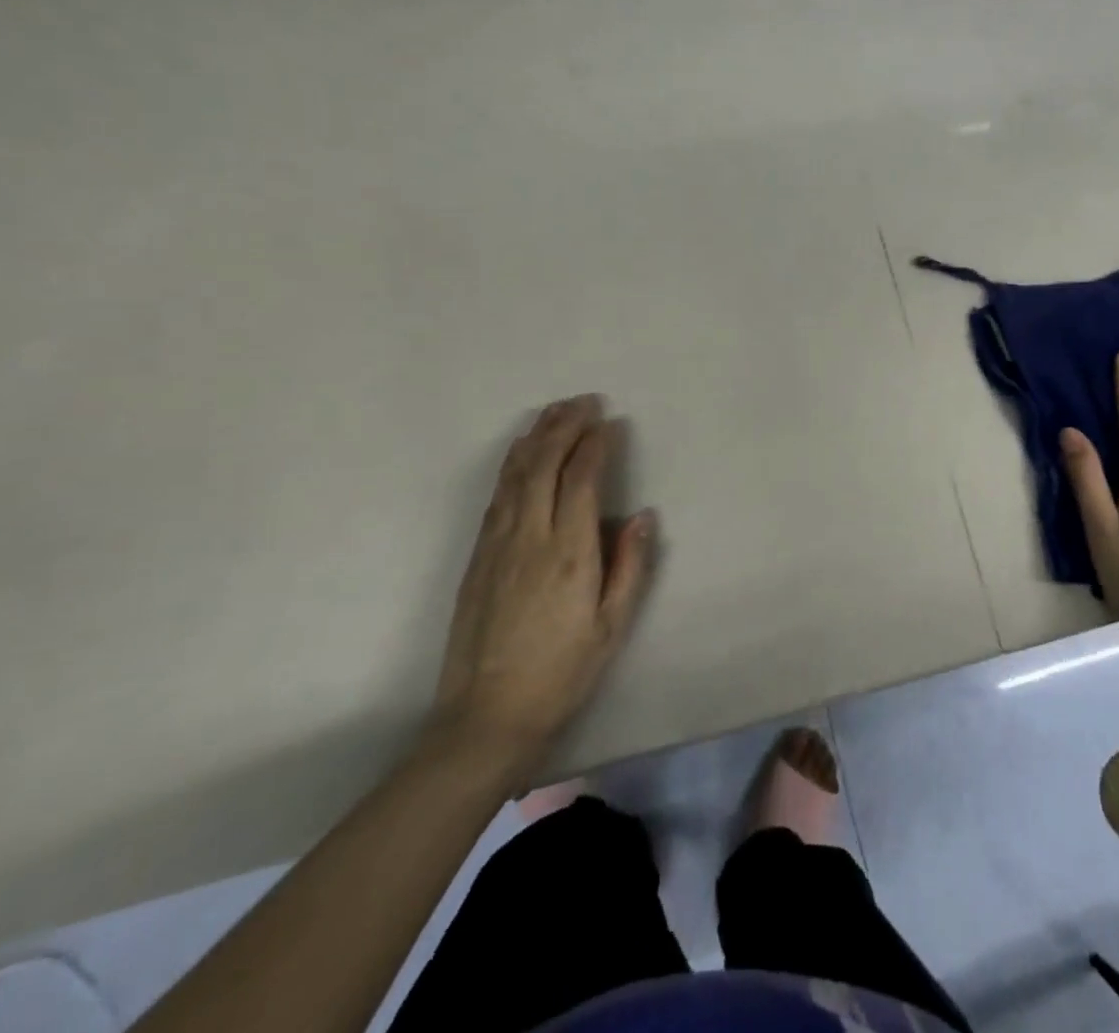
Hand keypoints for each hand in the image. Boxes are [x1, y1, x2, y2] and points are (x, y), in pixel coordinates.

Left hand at [428, 395, 654, 786]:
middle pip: (544, 464)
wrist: (486, 717)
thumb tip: (640, 514)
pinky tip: (521, 454)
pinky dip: (512, 465)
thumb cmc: (561, 672)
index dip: (595, 444)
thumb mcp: (612, 625)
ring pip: (516, 474)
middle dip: (565, 426)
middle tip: (584, 401)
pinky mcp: (477, 556)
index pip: (580, 479)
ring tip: (553, 411)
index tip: (609, 422)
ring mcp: (497, 544)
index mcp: (569, 552)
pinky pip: (497, 496)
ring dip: (536, 437)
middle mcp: (530, 536)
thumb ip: (630, 564)